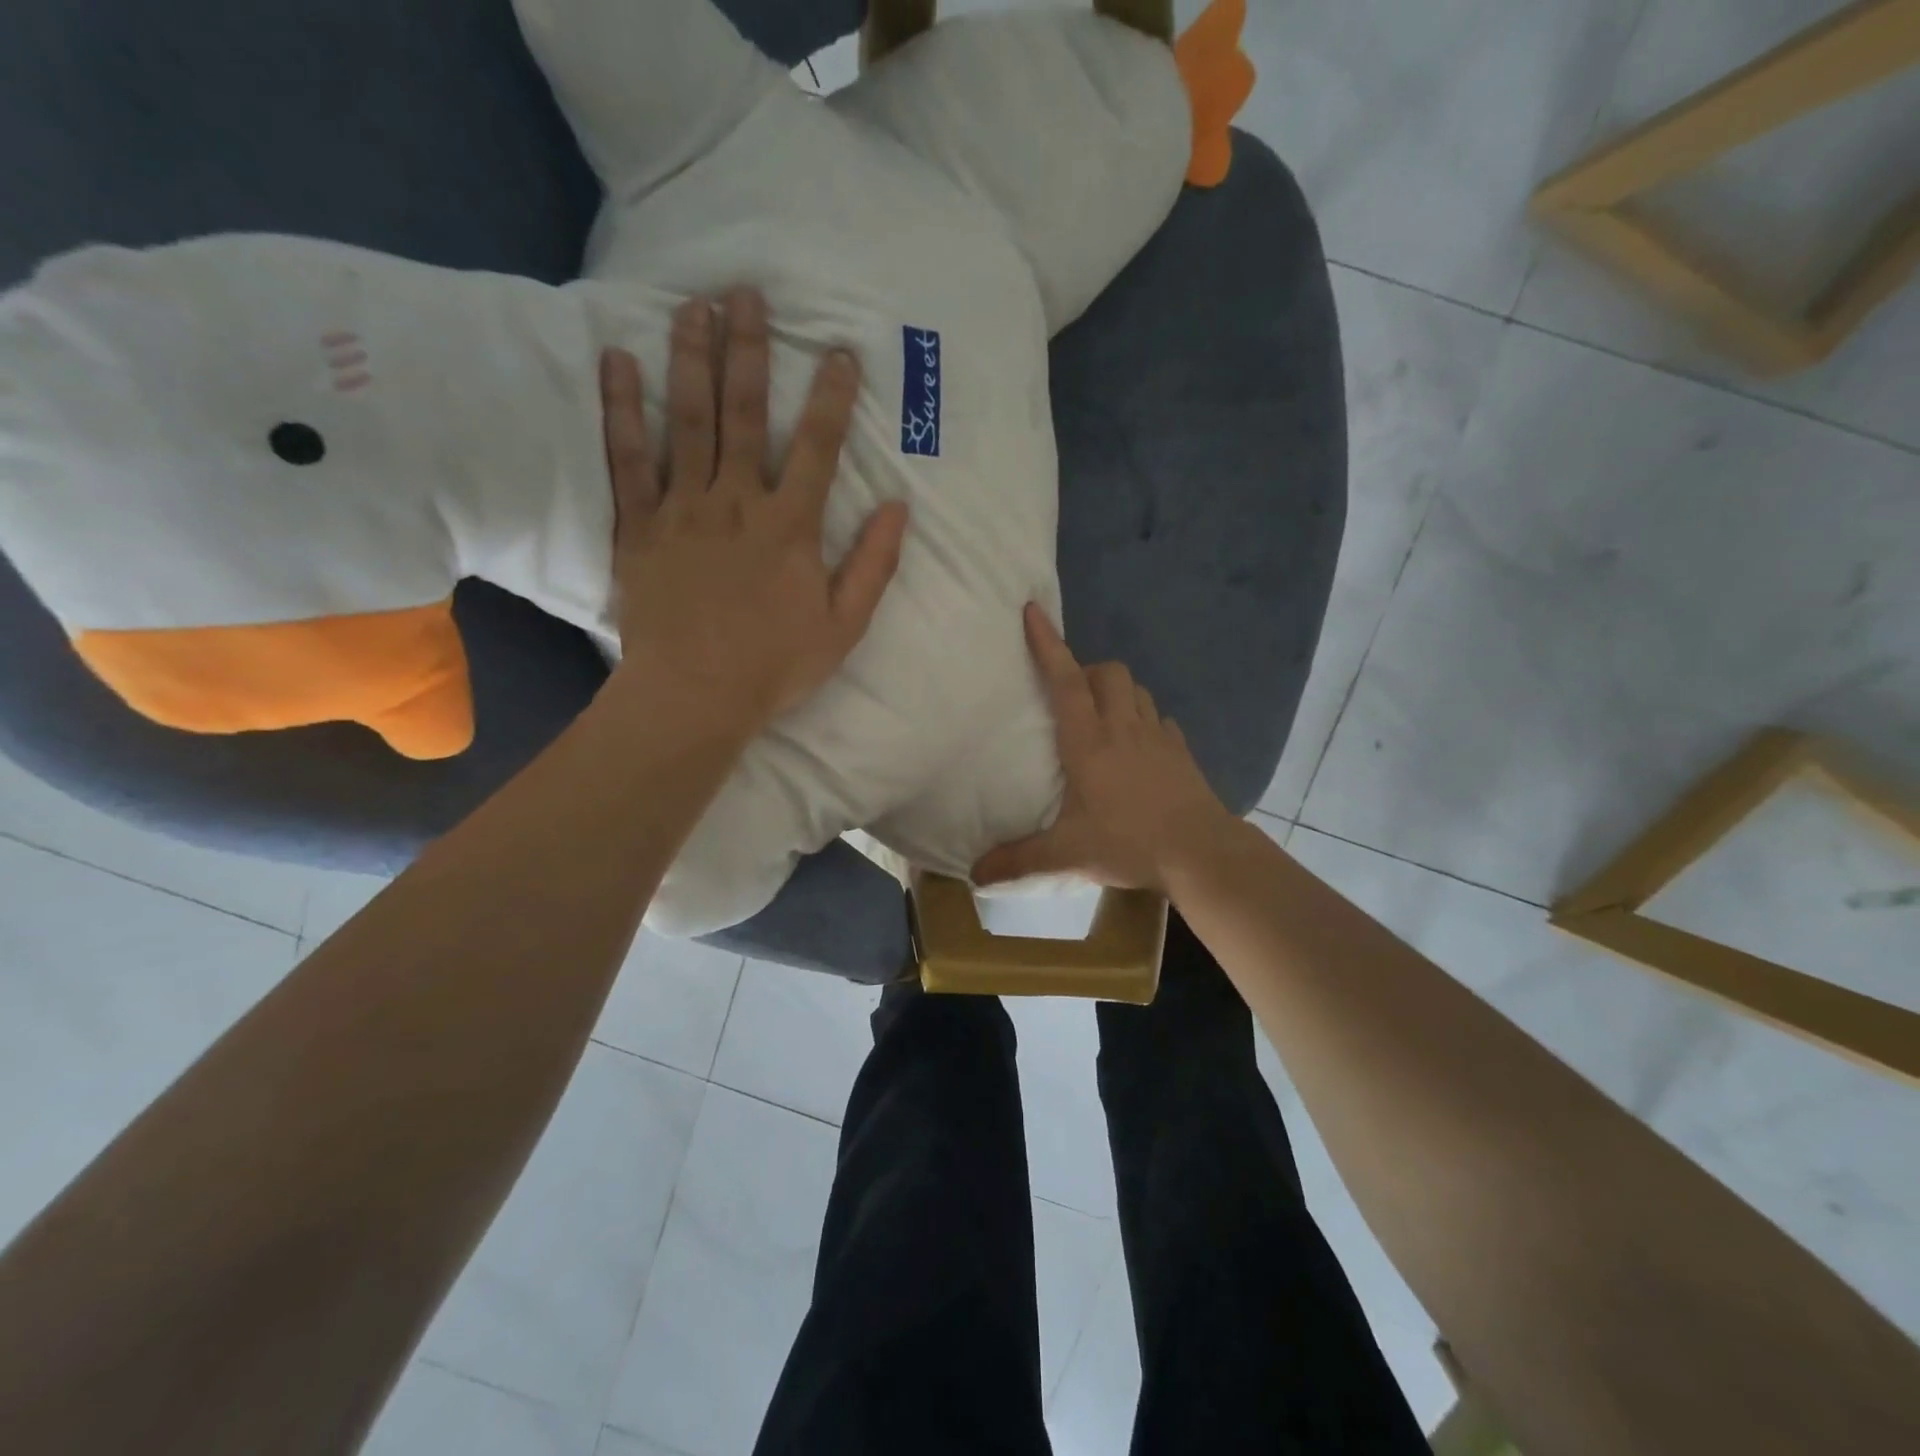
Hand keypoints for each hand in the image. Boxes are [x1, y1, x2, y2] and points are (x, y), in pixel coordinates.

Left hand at [599, 289, 909, 734]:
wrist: (695, 695)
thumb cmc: (774, 665)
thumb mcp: (843, 625)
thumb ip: (873, 565)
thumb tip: (898, 509)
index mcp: (790, 526)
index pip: (818, 447)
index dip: (832, 397)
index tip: (839, 352)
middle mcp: (736, 502)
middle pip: (744, 414)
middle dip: (749, 351)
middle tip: (745, 293)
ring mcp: (682, 509)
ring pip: (687, 422)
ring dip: (690, 359)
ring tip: (692, 306)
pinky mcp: (638, 527)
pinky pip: (627, 460)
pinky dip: (622, 410)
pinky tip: (617, 362)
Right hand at [972, 604, 1231, 891]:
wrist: (1200, 853)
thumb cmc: (1128, 842)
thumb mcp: (1066, 854)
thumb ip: (1019, 860)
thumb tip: (975, 875)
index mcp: (1088, 741)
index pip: (1064, 681)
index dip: (1047, 644)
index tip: (1033, 610)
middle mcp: (1123, 728)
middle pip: (1108, 672)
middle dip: (1087, 670)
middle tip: (1071, 696)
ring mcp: (1158, 736)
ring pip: (1137, 690)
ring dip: (1117, 691)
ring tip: (1103, 717)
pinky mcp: (1181, 752)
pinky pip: (1160, 719)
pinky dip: (1145, 720)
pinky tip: (1140, 745)